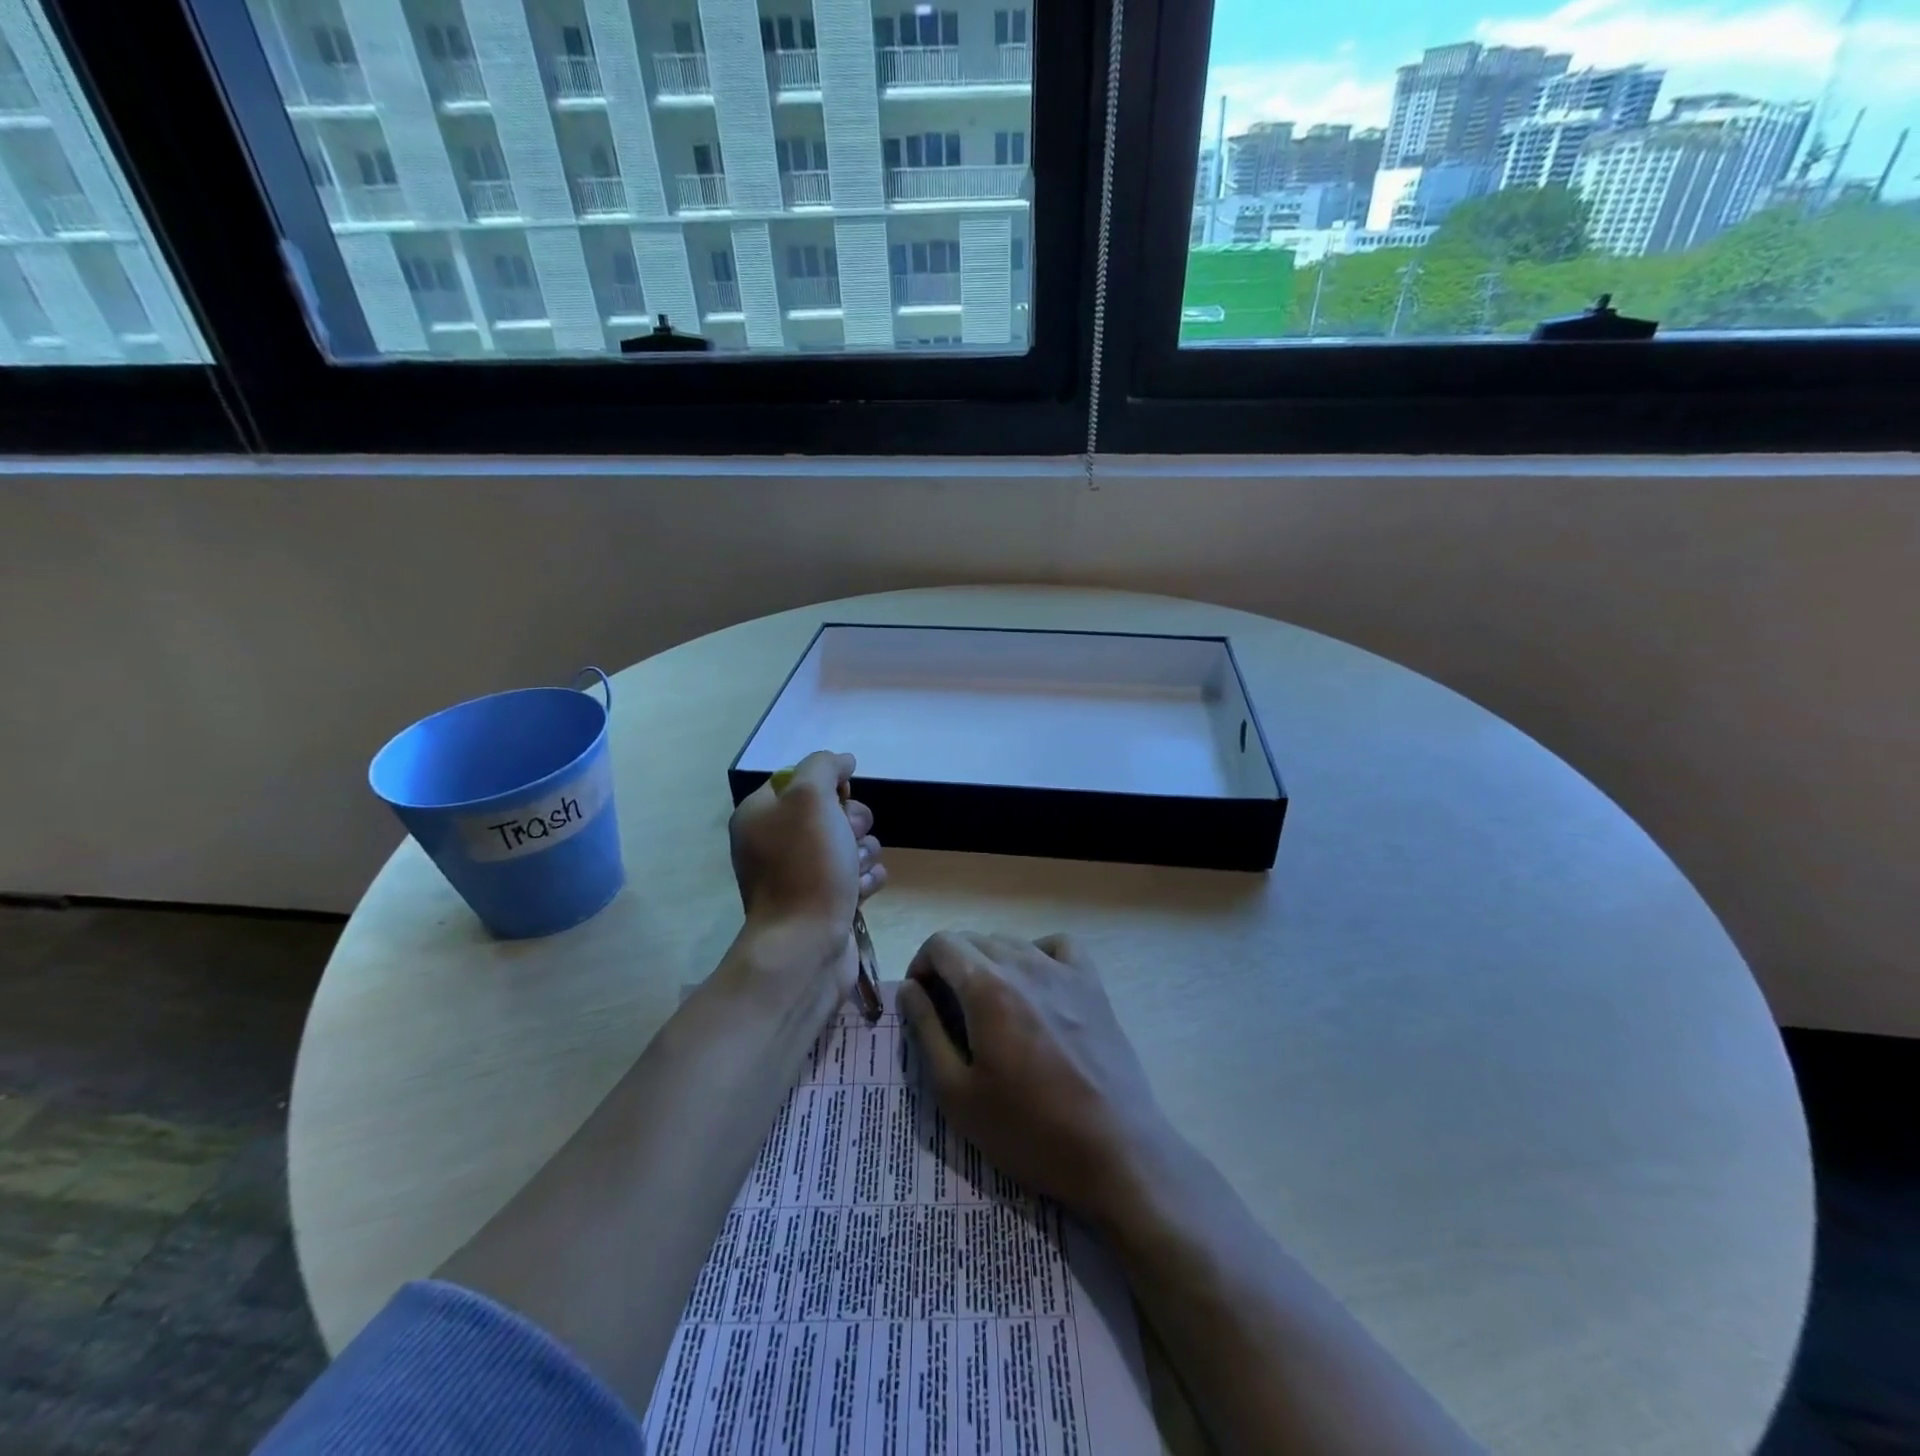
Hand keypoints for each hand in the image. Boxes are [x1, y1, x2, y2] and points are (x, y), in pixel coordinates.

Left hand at [727, 751, 884, 981]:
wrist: (805, 946)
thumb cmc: (805, 867)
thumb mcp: (810, 797)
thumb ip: (824, 766)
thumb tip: (843, 762)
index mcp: (761, 815)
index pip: (802, 779)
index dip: (828, 785)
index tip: (840, 798)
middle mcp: (777, 842)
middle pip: (833, 811)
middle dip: (852, 822)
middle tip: (847, 839)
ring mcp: (801, 874)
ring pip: (851, 843)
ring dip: (862, 853)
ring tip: (852, 873)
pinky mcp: (825, 901)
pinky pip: (858, 875)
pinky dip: (865, 880)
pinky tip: (860, 891)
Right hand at [898, 931, 1174, 1223]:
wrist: (1114, 1151)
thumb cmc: (1028, 1130)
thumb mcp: (957, 1093)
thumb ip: (927, 1032)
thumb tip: (910, 989)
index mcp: (987, 987)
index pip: (941, 943)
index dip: (921, 965)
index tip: (922, 1002)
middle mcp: (1024, 963)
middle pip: (973, 939)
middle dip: (951, 966)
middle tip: (949, 1012)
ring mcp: (1063, 970)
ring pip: (1011, 942)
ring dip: (988, 962)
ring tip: (990, 1007)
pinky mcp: (1093, 984)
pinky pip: (1057, 946)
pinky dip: (1037, 954)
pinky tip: (1035, 986)